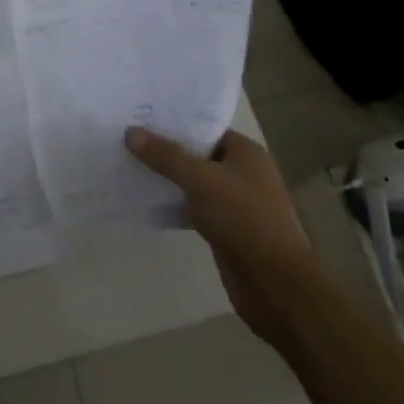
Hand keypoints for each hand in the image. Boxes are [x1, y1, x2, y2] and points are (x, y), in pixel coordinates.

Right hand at [125, 128, 323, 354]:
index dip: (175, 124)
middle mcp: (243, 173)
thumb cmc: (243, 218)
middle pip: (199, 155)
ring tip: (132, 168)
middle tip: (129, 142)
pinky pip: (196, 209)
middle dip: (168, 151)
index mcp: (246, 152)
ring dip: (170, 180)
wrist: (275, 284)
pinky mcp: (226, 230)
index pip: (205, 129)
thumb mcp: (200, 180)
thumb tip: (130, 132)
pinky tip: (149, 203)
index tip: (141, 120)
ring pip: (195, 184)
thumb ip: (165, 156)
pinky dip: (176, 206)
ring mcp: (236, 203)